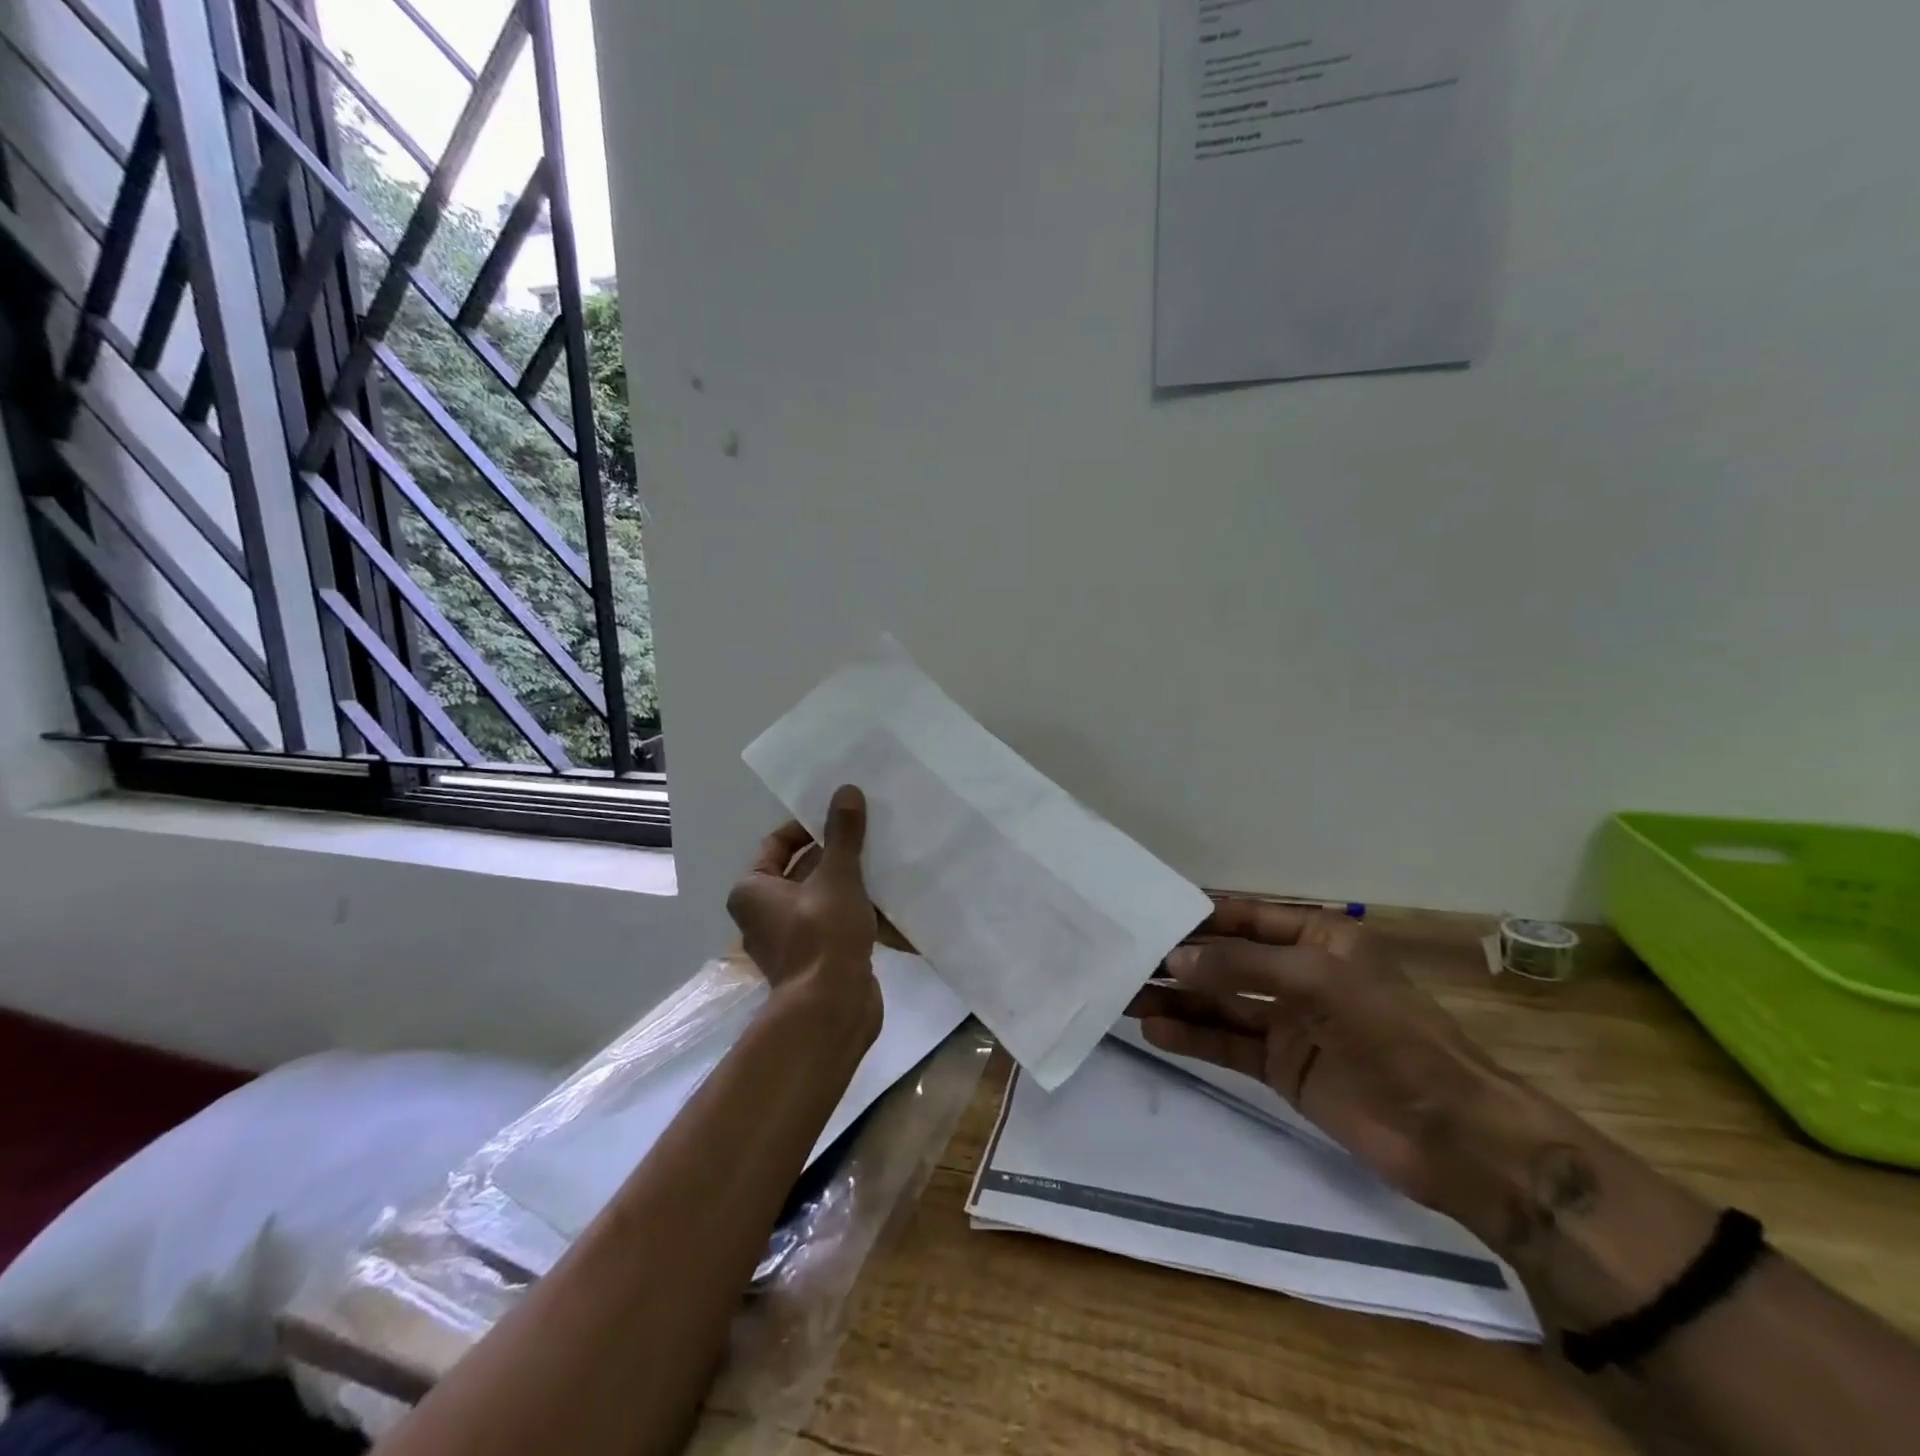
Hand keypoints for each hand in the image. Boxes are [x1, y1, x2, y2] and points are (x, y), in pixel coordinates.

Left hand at [726, 785, 885, 1033]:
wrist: (831, 1008)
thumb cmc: (822, 934)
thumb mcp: (837, 875)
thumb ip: (843, 834)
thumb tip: (846, 790)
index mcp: (752, 890)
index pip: (778, 843)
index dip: (809, 826)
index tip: (842, 817)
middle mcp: (763, 913)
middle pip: (802, 869)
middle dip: (836, 853)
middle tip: (868, 833)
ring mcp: (789, 939)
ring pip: (822, 896)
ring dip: (849, 881)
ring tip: (883, 860)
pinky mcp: (815, 959)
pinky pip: (834, 922)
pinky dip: (856, 910)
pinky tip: (888, 899)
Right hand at [1127, 897, 1558, 1240]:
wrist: (1452, 1135)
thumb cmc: (1391, 1035)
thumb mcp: (1317, 982)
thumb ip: (1242, 967)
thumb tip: (1174, 958)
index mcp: (1318, 938)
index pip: (1245, 918)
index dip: (1198, 917)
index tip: (1146, 914)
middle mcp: (1299, 974)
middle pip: (1226, 961)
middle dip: (1179, 961)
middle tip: (1124, 960)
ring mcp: (1288, 1022)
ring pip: (1220, 1004)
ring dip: (1176, 1000)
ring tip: (1126, 996)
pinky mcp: (1281, 1066)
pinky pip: (1227, 1044)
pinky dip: (1193, 1038)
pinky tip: (1155, 1031)